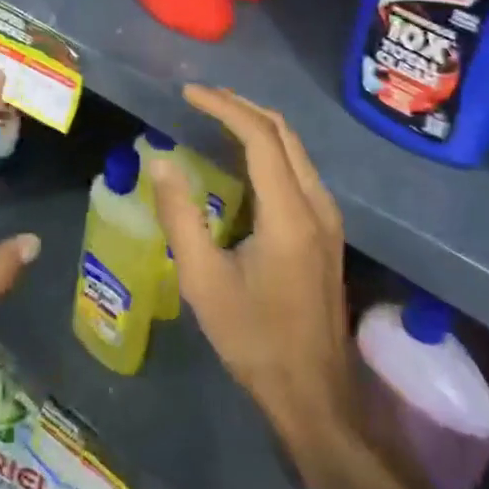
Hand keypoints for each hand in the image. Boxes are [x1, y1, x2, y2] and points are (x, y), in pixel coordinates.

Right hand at [150, 87, 354, 461]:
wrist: (315, 395)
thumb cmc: (254, 339)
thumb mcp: (204, 281)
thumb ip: (180, 216)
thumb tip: (161, 161)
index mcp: (289, 213)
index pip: (260, 136)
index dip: (224, 107)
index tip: (189, 94)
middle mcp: (317, 204)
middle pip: (283, 132)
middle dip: (241, 107)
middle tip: (200, 98)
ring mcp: (328, 217)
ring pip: (294, 148)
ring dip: (256, 125)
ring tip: (215, 116)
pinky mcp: (327, 230)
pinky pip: (297, 168)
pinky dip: (268, 148)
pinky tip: (240, 157)